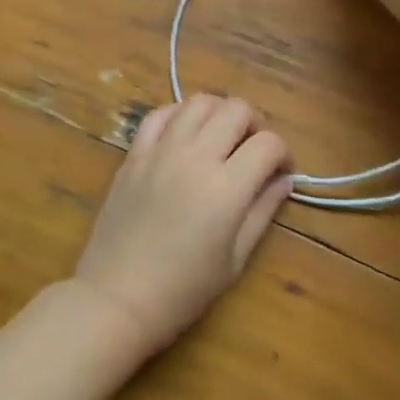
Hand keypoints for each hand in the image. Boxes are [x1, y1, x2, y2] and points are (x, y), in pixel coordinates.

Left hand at [71, 95, 291, 358]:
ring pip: (199, 102)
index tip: (281, 171)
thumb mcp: (235, 259)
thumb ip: (262, 211)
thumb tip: (283, 179)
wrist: (116, 298)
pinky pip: (160, 114)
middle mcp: (196, 157)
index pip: (268, 143)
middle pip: (237, 110)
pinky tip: (185, 134)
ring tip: (221, 137)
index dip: (283, 153)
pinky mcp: (134, 154)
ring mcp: (161, 151)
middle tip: (254, 149)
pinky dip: (179, 114)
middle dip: (256, 124)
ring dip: (219, 113)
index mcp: (227, 187)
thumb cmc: (183, 290)